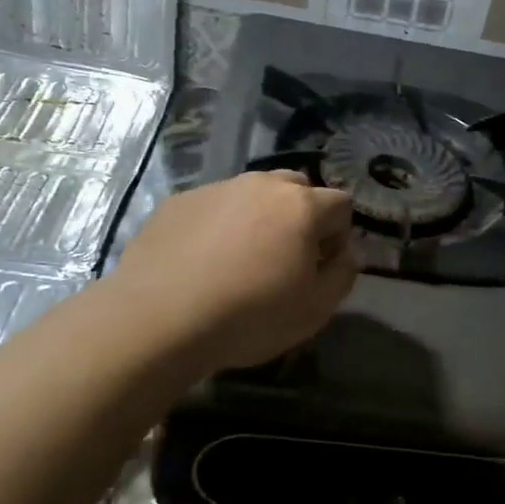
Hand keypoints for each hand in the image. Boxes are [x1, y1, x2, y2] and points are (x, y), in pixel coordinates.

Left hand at [108, 170, 357, 373]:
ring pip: (251, 194)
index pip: (340, 204)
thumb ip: (343, 274)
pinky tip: (202, 263)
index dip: (339, 235)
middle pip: (296, 187)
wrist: (160, 318)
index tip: (321, 267)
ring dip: (258, 218)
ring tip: (240, 261)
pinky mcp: (178, 202)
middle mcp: (260, 185)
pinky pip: (213, 207)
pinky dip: (218, 226)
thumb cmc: (250, 316)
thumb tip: (344, 254)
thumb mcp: (315, 310)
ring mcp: (215, 189)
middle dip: (301, 216)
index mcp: (301, 206)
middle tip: (285, 258)